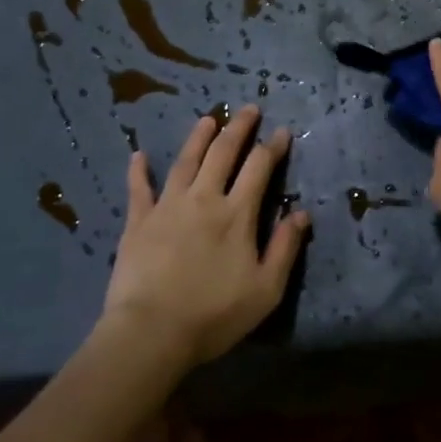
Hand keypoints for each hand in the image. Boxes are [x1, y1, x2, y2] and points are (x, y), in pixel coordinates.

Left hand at [98, 105, 309, 367]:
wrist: (150, 333)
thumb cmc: (213, 314)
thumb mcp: (265, 289)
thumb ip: (285, 248)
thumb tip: (302, 213)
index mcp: (237, 213)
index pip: (259, 167)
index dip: (273, 146)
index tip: (282, 131)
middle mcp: (204, 199)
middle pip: (223, 153)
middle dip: (239, 128)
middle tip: (249, 108)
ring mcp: (168, 207)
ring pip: (186, 161)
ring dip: (199, 137)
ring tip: (208, 119)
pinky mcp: (138, 222)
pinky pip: (138, 189)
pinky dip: (139, 171)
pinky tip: (138, 154)